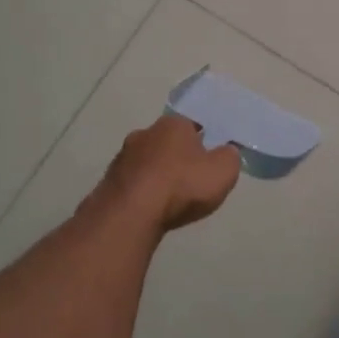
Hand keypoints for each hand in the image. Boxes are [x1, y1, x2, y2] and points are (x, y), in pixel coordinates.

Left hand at [95, 114, 241, 230]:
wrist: (130, 214)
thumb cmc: (181, 186)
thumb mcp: (223, 171)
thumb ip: (230, 157)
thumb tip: (227, 150)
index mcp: (173, 124)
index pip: (193, 123)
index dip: (204, 138)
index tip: (211, 155)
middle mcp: (145, 133)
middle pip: (167, 141)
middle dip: (178, 156)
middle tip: (192, 177)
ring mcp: (122, 157)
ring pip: (147, 161)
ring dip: (158, 174)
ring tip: (170, 197)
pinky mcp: (109, 181)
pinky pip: (133, 182)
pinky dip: (143, 191)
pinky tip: (151, 207)